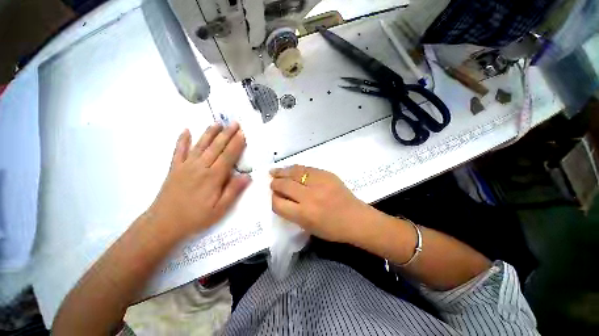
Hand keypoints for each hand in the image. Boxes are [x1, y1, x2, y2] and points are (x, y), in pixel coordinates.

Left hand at [146, 123, 250, 239]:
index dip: (236, 144)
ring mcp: (185, 166)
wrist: (163, 224)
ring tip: (217, 123)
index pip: (228, 156)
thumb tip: (247, 176)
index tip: (243, 133)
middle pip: (216, 147)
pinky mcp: (175, 168)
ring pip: (200, 145)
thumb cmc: (196, 218)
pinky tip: (186, 130)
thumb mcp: (220, 209)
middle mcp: (200, 167)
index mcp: (213, 177)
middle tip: (234, 123)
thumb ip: (233, 190)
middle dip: (227, 134)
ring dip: (209, 133)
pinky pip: (178, 151)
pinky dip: (182, 140)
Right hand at [270, 165, 373, 242]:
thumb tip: (280, 197)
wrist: (356, 218)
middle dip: (275, 183)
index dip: (273, 199)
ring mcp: (319, 183)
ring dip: (282, 172)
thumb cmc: (332, 229)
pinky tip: (290, 169)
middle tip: (272, 182)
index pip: (278, 203)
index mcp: (304, 214)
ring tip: (274, 171)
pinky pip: (306, 168)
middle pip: (284, 185)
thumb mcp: (308, 227)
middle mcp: (309, 196)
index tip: (274, 196)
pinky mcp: (327, 174)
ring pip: (294, 173)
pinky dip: (296, 168)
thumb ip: (292, 212)